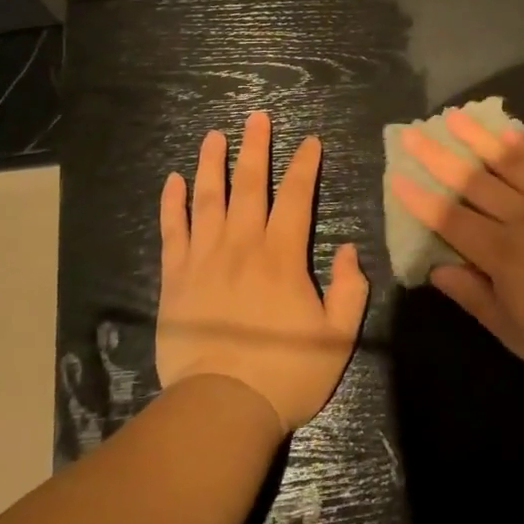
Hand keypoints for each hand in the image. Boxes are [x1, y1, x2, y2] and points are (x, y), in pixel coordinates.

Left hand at [157, 111, 370, 432]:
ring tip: (214, 136)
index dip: (305, 166)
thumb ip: (350, 289)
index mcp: (282, 256)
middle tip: (257, 117)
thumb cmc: (286, 373)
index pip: (297, 197)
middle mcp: (243, 245)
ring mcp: (204, 258)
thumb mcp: (338, 336)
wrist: (222, 406)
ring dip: (211, 164)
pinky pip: (173, 231)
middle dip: (255, 148)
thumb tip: (350, 250)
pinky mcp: (175, 278)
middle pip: (249, 185)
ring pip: (207, 199)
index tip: (310, 141)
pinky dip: (172, 204)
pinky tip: (172, 181)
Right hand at [390, 109, 523, 382]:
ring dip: (479, 139)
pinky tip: (511, 135)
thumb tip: (437, 271)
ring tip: (456, 117)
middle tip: (414, 132)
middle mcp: (522, 218)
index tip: (398, 175)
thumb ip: (475, 297)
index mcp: (502, 254)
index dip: (421, 198)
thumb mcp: (517, 333)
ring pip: (509, 163)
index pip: (451, 219)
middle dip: (439, 156)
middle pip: (473, 182)